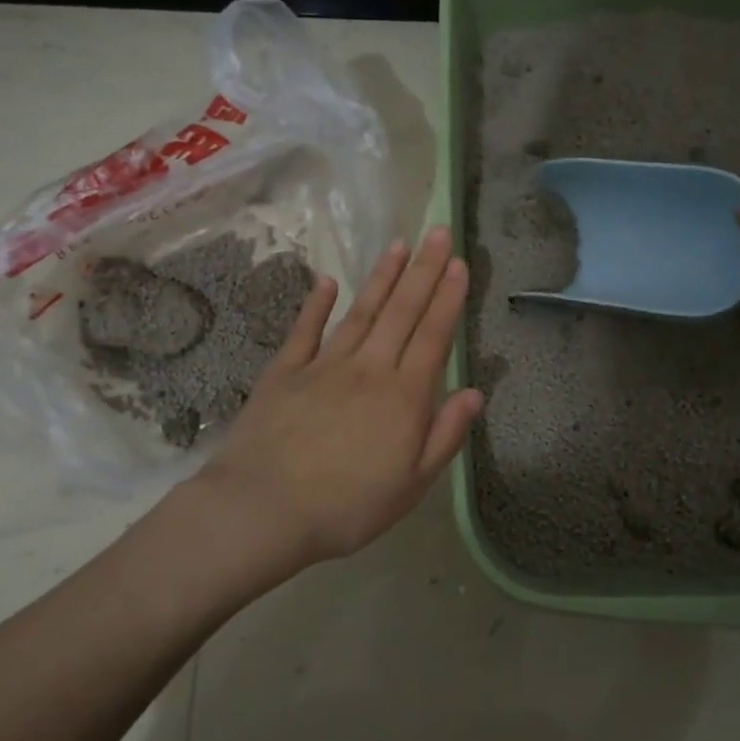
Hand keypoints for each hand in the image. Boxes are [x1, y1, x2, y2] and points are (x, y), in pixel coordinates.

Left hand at [196, 226, 482, 567]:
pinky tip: (328, 282)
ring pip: (361, 312)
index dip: (448, 297)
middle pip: (402, 312)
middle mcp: (369, 368)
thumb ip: (445, 435)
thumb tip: (475, 392)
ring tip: (398, 245)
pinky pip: (305, 330)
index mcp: (403, 396)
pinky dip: (316, 304)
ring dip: (382, 277)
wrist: (264, 508)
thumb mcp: (412, 484)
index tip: (458, 262)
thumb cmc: (347, 506)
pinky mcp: (285, 371)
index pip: (433, 336)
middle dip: (423, 270)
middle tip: (437, 231)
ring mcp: (324, 365)